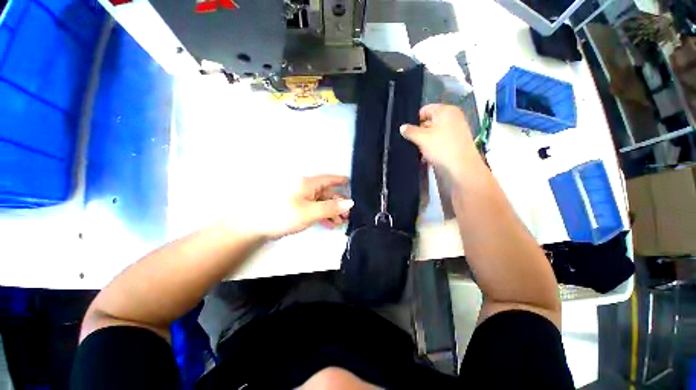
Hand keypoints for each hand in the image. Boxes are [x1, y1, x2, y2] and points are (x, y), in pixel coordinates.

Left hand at [261, 175, 353, 239]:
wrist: (256, 226)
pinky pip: (315, 209)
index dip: (341, 180)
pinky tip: (329, 224)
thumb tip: (349, 202)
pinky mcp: (298, 208)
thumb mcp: (310, 212)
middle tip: (348, 215)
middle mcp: (306, 188)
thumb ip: (331, 207)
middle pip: (327, 193)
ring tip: (340, 222)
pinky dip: (323, 215)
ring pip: (322, 202)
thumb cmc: (284, 215)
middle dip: (339, 203)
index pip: (329, 178)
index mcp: (308, 184)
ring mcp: (302, 198)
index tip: (352, 184)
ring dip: (332, 212)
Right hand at [399, 104, 479, 178]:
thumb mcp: (421, 138)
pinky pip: (439, 142)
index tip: (409, 132)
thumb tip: (402, 127)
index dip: (415, 120)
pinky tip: (427, 157)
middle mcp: (452, 118)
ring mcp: (456, 131)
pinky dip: (432, 148)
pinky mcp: (456, 143)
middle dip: (419, 133)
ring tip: (419, 153)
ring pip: (433, 134)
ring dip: (424, 143)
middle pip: (429, 122)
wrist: (461, 168)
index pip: (425, 110)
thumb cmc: (441, 148)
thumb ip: (410, 131)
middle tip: (413, 143)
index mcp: (446, 111)